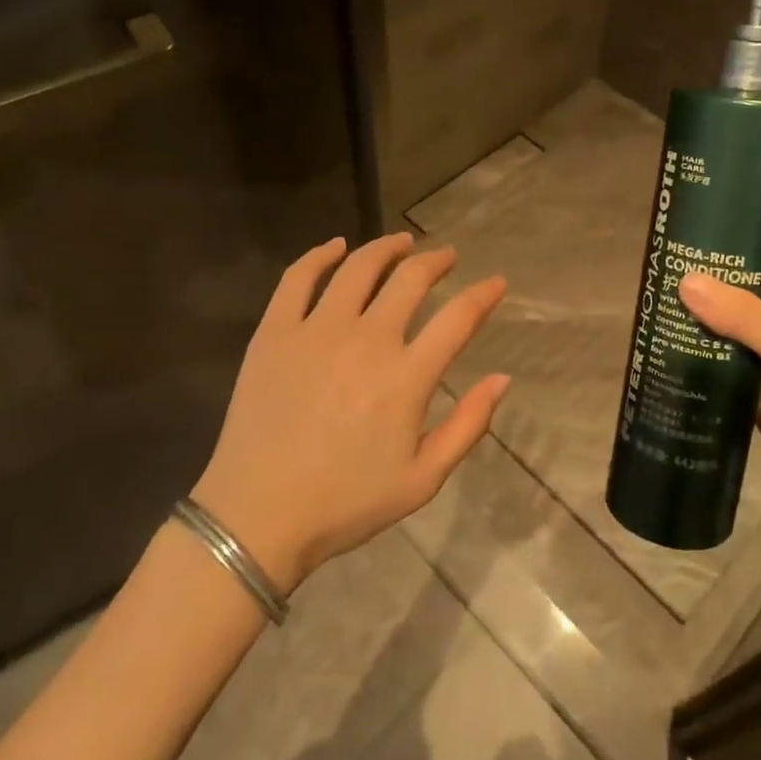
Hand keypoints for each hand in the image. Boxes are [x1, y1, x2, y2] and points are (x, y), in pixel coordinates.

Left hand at [190, 233, 508, 592]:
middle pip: (410, 279)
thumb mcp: (423, 479)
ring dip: (387, 248)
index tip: (496, 282)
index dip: (483, 294)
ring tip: (402, 242)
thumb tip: (502, 379)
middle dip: (436, 261)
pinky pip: (298, 278)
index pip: (458, 317)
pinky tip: (335, 247)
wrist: (258, 516)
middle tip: (447, 257)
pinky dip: (320, 255)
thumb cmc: (346, 503)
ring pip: (359, 268)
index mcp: (406, 377)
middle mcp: (366, 340)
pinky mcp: (274, 332)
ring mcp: (316, 331)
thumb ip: (468, 425)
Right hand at [679, 237, 760, 516]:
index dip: (743, 234)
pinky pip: (723, 362)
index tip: (695, 224)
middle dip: (710, 278)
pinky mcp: (757, 389)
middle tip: (660, 264)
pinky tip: (663, 347)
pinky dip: (698, 355)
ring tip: (653, 300)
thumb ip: (745, 318)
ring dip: (699, 317)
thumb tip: (685, 281)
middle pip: (748, 286)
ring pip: (731, 325)